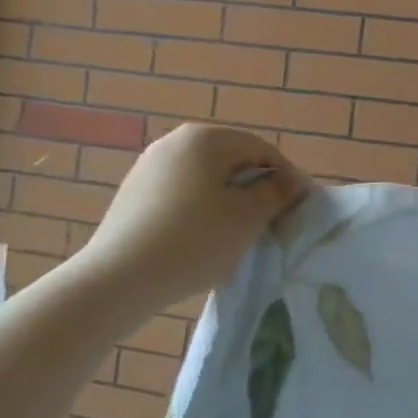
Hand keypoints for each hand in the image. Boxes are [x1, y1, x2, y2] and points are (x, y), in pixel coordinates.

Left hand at [72, 123, 310, 314]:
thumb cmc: (194, 240)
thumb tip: (294, 180)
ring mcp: (149, 167)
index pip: (262, 150)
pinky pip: (182, 195)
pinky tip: (203, 242)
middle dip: (257, 190)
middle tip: (272, 223)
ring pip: (207, 180)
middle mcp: (175, 142)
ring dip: (230, 202)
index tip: (300, 209)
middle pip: (233, 162)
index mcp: (205, 138)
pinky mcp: (134, 194)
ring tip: (240, 236)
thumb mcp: (248, 217)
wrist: (117, 279)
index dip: (287, 178)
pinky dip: (202, 212)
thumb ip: (278, 192)